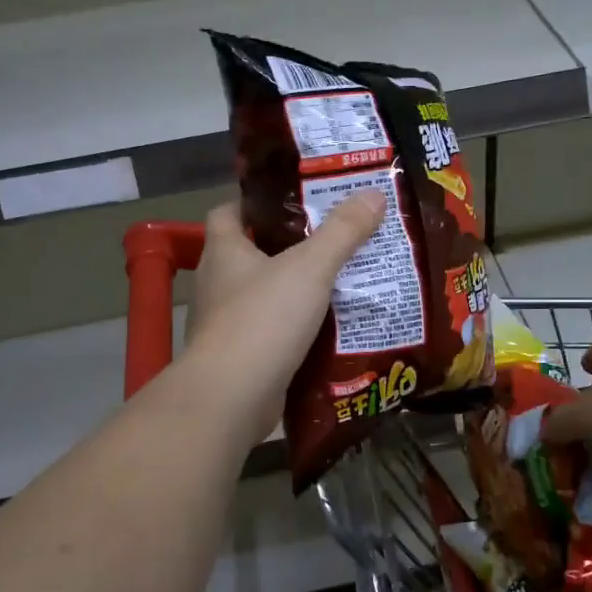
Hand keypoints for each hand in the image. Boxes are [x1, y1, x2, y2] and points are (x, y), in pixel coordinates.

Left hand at [186, 191, 386, 439]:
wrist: (232, 397)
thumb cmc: (263, 318)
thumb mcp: (311, 267)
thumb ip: (343, 231)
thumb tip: (374, 194)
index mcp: (223, 252)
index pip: (227, 212)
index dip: (253, 203)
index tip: (291, 202)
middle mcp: (218, 285)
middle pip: (249, 255)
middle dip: (286, 248)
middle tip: (332, 240)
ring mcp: (225, 325)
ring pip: (262, 297)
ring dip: (293, 291)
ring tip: (339, 283)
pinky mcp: (239, 359)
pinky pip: (271, 334)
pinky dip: (295, 330)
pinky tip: (329, 329)